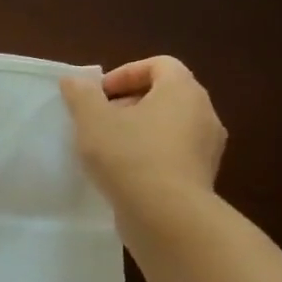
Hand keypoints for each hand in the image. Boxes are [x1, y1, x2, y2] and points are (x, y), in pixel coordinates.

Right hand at [60, 57, 225, 218]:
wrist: (166, 216)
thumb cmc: (129, 156)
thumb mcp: (93, 120)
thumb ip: (81, 95)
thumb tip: (74, 80)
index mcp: (183, 91)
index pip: (160, 65)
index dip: (126, 73)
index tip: (100, 95)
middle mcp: (204, 114)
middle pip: (166, 95)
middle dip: (129, 103)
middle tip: (99, 120)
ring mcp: (207, 148)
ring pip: (170, 126)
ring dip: (139, 130)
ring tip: (108, 149)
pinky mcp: (202, 177)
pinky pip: (174, 154)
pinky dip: (150, 155)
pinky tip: (124, 173)